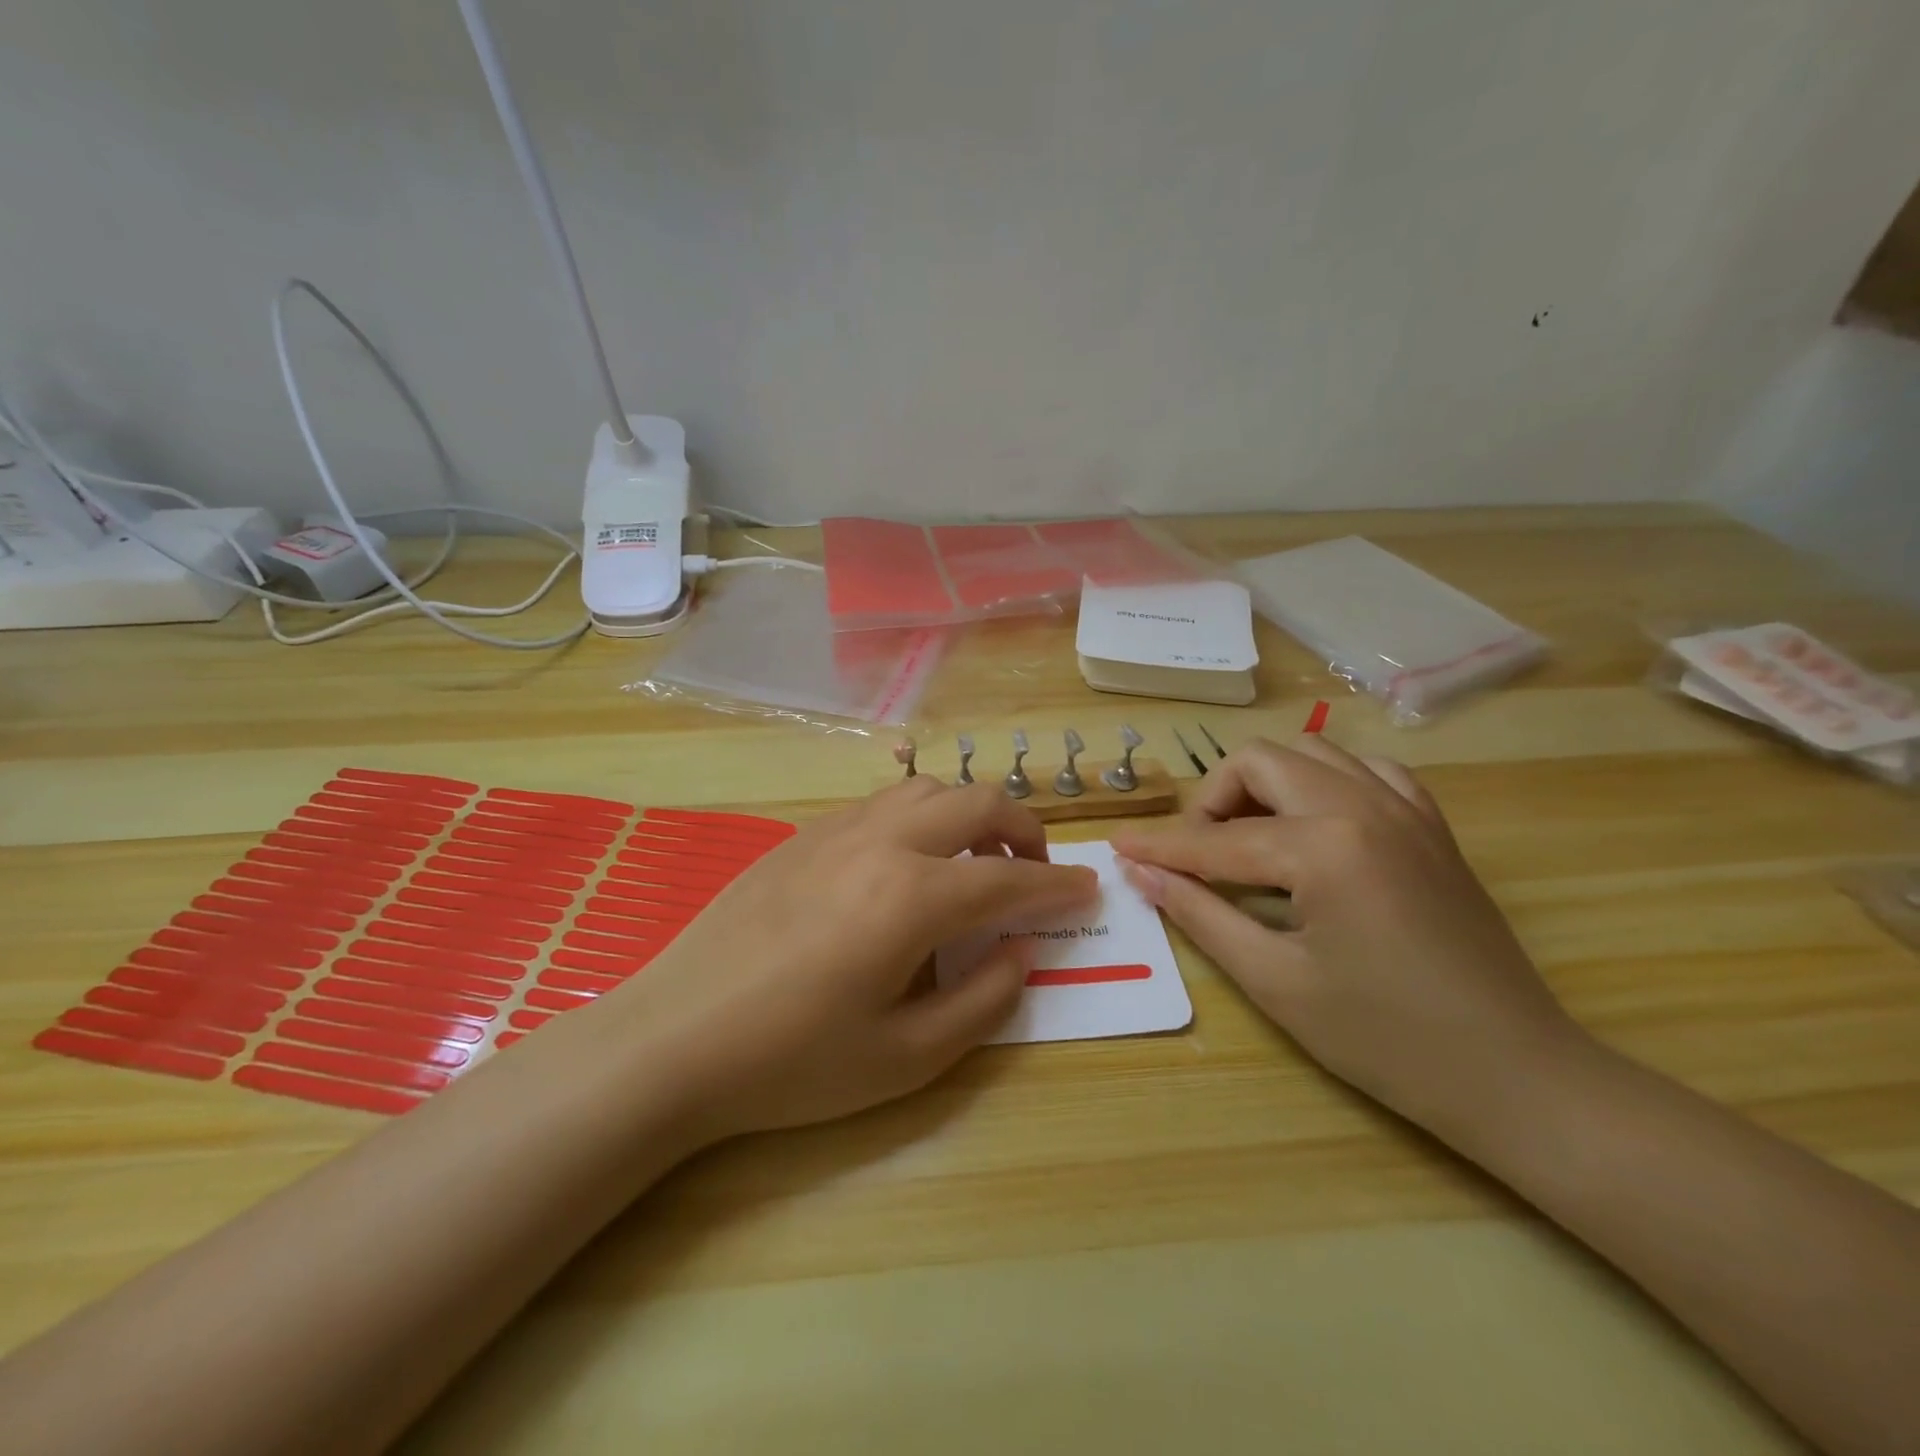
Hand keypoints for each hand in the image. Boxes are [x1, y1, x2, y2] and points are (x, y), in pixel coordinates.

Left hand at [613, 779, 1098, 1142]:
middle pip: (976, 802)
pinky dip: (920, 818)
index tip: (1089, 890)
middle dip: (1023, 830)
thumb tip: (1019, 951)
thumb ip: (982, 1000)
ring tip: (972, 863)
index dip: (1058, 886)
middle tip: (1034, 872)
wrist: (673, 1039)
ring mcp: (836, 830)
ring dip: (968, 814)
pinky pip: (881, 804)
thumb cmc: (792, 1063)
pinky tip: (906, 865)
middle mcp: (881, 843)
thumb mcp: (906, 1058)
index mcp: (913, 896)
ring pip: (927, 789)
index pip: (1009, 879)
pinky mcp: (802, 835)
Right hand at [1112, 736, 1585, 1138]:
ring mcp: (1406, 808)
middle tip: (1195, 855)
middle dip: (1211, 801)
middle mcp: (1363, 804)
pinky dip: (1324, 784)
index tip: (1116, 848)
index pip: (1216, 839)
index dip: (1160, 848)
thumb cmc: (1385, 1039)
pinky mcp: (1431, 825)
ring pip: (1311, 752)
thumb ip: (1200, 914)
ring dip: (1264, 784)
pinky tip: (1313, 828)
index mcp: (1324, 846)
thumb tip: (1141, 874)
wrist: (1516, 1075)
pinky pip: (1366, 771)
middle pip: (1259, 762)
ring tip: (1249, 839)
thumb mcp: (1274, 981)